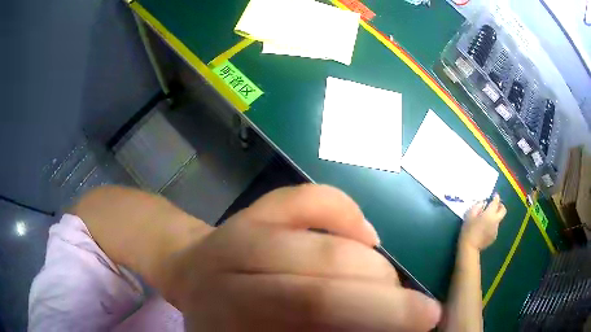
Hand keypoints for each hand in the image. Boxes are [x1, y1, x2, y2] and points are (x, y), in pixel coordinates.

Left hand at [160, 184, 441, 330]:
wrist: (190, 272)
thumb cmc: (221, 316)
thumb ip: (309, 330)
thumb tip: (364, 328)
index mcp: (227, 311)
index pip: (310, 309)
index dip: (376, 317)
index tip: (421, 325)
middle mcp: (231, 267)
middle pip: (321, 280)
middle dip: (385, 299)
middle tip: (417, 311)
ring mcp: (244, 226)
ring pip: (325, 244)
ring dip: (373, 269)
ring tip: (389, 286)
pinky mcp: (257, 204)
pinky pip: (310, 198)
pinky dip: (346, 214)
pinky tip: (367, 238)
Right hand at [460, 194, 506, 250]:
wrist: (469, 247)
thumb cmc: (468, 230)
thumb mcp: (470, 215)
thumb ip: (478, 206)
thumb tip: (483, 203)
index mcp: (490, 213)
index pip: (496, 202)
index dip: (496, 197)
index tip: (494, 196)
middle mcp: (495, 220)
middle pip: (503, 210)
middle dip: (500, 206)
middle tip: (495, 206)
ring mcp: (496, 229)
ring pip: (498, 219)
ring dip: (495, 217)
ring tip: (486, 220)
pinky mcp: (494, 236)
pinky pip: (495, 228)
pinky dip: (492, 226)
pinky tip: (485, 230)